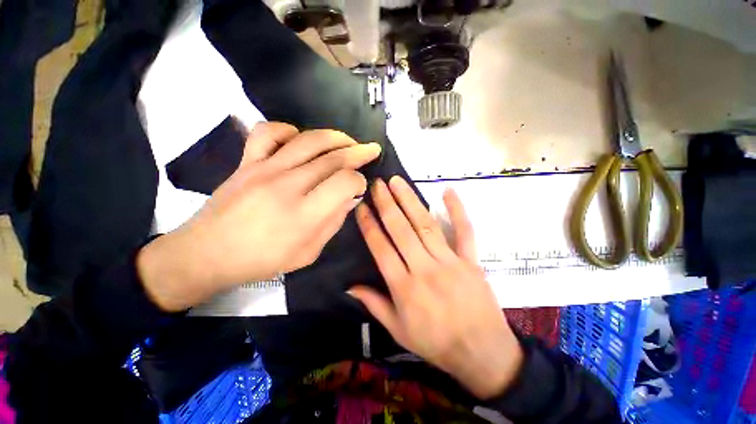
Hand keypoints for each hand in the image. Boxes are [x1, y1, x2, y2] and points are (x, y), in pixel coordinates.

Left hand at [137, 122, 380, 311]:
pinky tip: (300, 139)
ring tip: (347, 141)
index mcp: (304, 214)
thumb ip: (333, 223)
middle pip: (333, 158)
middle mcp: (288, 186)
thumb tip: (350, 198)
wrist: (207, 253)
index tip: (360, 185)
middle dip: (358, 152)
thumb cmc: (262, 260)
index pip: (344, 183)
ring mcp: (265, 169)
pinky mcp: (247, 161)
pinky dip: (289, 129)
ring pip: (308, 140)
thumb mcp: (308, 253)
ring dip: (335, 137)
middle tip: (371, 150)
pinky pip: (268, 132)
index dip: (359, 180)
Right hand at [351, 176, 523, 399]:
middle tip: (377, 184)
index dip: (369, 226)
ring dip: (410, 201)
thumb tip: (349, 286)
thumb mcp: (398, 330)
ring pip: (426, 225)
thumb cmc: (435, 343)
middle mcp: (424, 269)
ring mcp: (450, 262)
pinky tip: (448, 191)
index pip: (381, 249)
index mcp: (404, 288)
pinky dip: (457, 210)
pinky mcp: (471, 260)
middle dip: (387, 204)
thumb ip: (374, 304)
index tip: (361, 207)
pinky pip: (465, 231)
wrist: (482, 353)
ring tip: (398, 181)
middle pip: (402, 230)